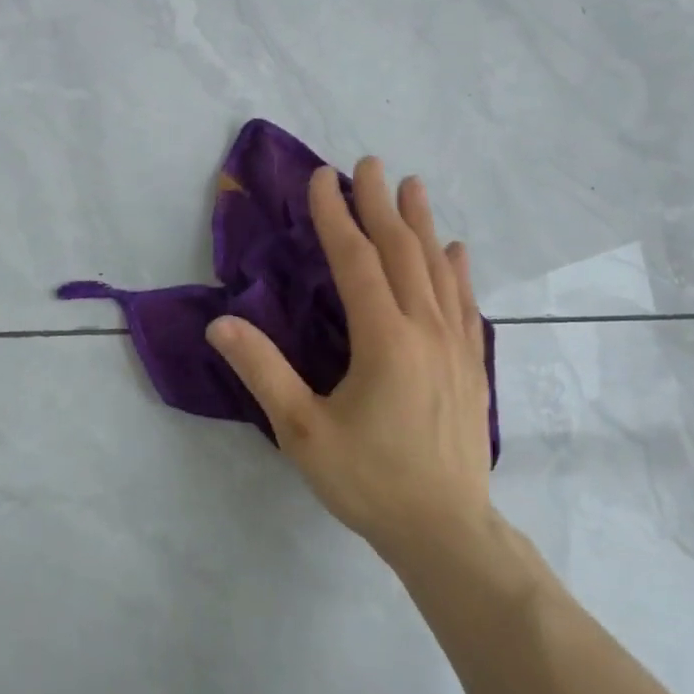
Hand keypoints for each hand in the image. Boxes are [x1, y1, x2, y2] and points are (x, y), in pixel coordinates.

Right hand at [206, 158, 492, 566]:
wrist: (446, 529)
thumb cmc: (369, 480)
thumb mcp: (302, 431)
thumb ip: (262, 372)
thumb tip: (220, 323)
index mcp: (384, 339)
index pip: (357, 260)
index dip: (336, 216)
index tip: (321, 178)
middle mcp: (425, 329)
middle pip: (402, 252)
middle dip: (381, 205)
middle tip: (368, 164)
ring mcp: (456, 346)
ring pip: (438, 270)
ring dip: (422, 225)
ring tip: (413, 187)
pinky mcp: (472, 366)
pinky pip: (465, 304)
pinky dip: (457, 271)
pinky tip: (455, 253)